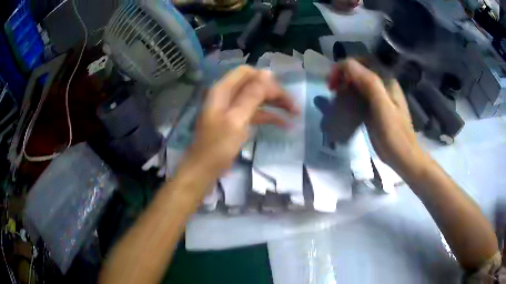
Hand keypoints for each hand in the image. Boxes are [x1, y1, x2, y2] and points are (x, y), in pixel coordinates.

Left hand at [185, 65, 299, 178]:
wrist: (205, 169)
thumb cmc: (218, 146)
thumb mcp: (236, 119)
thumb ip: (252, 95)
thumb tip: (267, 73)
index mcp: (223, 90)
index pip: (247, 73)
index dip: (265, 80)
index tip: (282, 93)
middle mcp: (228, 95)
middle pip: (255, 85)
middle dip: (275, 93)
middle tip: (294, 107)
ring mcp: (233, 108)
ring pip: (258, 99)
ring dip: (275, 104)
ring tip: (295, 114)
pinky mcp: (237, 121)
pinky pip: (256, 113)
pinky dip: (269, 116)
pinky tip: (284, 124)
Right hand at [328, 59, 427, 177]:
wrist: (402, 157)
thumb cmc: (395, 134)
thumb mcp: (383, 108)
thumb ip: (370, 84)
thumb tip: (348, 64)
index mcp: (386, 81)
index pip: (363, 62)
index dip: (345, 67)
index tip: (333, 82)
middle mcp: (382, 85)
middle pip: (359, 71)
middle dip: (343, 75)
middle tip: (332, 89)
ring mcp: (378, 97)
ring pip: (357, 83)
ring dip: (344, 86)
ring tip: (335, 97)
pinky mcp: (373, 109)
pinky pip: (358, 96)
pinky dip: (348, 97)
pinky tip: (343, 106)